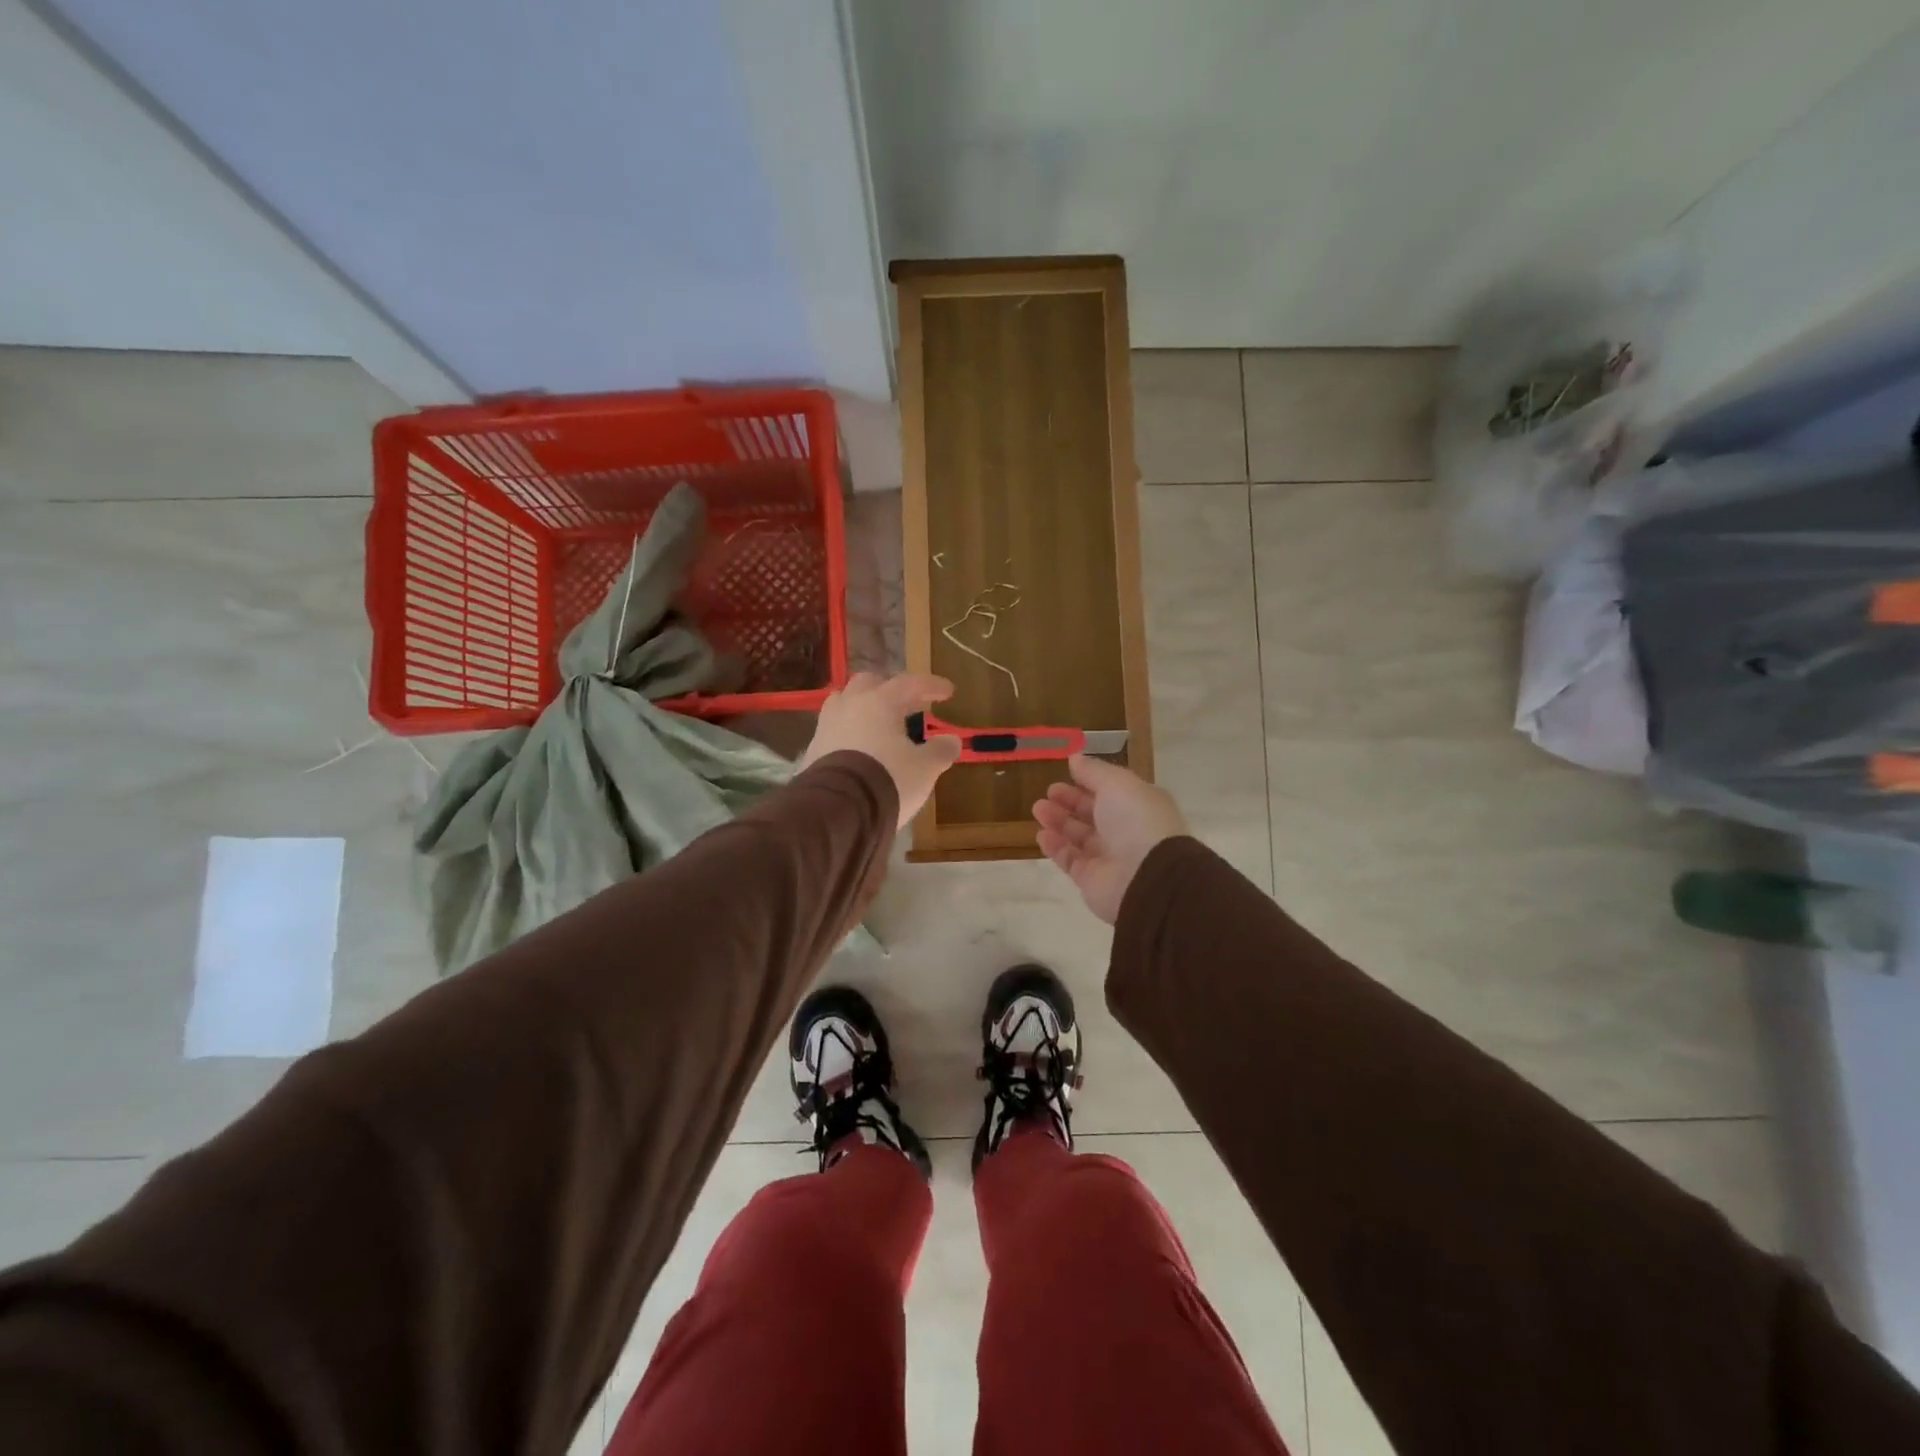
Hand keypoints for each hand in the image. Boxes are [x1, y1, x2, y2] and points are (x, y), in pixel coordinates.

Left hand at [800, 672, 962, 827]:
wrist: (838, 809)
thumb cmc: (889, 779)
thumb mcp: (924, 768)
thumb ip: (940, 751)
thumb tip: (952, 741)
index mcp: (880, 702)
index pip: (910, 683)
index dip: (931, 685)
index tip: (948, 692)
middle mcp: (850, 705)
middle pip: (869, 683)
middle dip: (889, 689)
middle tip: (906, 702)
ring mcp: (826, 725)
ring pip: (844, 702)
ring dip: (863, 706)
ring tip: (878, 721)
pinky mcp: (812, 749)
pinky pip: (834, 730)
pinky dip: (849, 731)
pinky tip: (858, 747)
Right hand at [1033, 756, 1188, 923]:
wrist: (1146, 877)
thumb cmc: (1136, 821)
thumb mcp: (1117, 784)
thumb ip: (1093, 771)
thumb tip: (1074, 758)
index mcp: (1138, 806)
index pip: (1110, 792)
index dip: (1087, 783)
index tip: (1065, 774)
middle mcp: (1125, 831)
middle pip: (1092, 814)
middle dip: (1069, 802)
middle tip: (1047, 793)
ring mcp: (1108, 857)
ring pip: (1078, 836)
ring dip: (1058, 822)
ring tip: (1038, 810)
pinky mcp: (1092, 880)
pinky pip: (1070, 860)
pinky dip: (1056, 847)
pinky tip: (1042, 835)